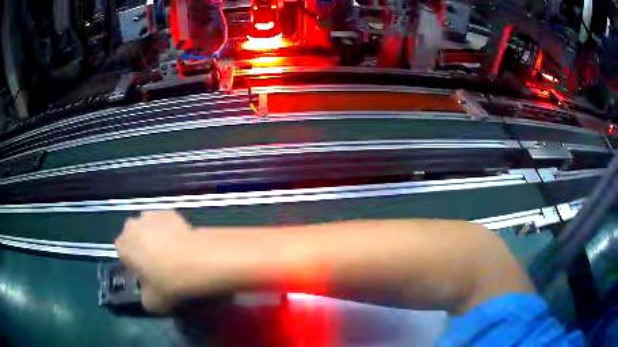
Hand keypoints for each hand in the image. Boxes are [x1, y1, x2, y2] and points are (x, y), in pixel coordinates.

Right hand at [115, 210, 195, 312]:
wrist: (199, 261)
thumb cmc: (168, 283)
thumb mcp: (151, 303)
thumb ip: (143, 296)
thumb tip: (147, 291)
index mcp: (123, 245)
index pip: (123, 256)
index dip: (133, 266)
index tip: (146, 276)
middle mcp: (133, 225)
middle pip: (133, 238)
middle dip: (141, 249)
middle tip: (158, 266)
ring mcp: (152, 215)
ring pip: (148, 228)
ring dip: (155, 238)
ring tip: (172, 255)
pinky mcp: (172, 212)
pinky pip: (165, 224)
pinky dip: (170, 232)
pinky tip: (182, 245)